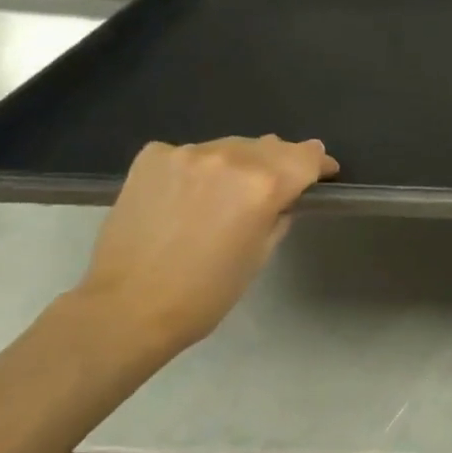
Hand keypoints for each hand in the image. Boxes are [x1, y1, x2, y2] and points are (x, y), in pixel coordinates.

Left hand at [69, 136, 337, 356]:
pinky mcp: (153, 156)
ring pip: (229, 147)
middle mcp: (230, 157)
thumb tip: (285, 194)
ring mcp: (187, 152)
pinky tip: (188, 194)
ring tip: (227, 191)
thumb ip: (280, 213)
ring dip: (238, 163)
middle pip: (270, 146)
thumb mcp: (261, 254)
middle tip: (277, 185)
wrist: (127, 307)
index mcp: (264, 184)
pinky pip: (190, 153)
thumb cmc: (206, 292)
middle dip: (281, 162)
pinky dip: (198, 168)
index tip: (324, 172)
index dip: (320, 163)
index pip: (307, 156)